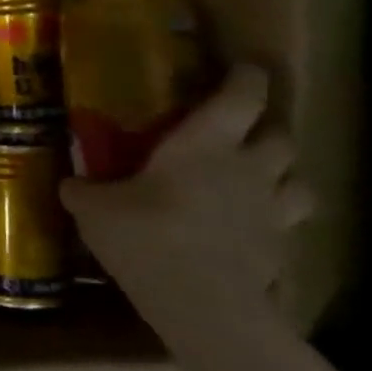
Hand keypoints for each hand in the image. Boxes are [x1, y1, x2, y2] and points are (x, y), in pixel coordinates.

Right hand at [60, 64, 315, 328]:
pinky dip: (275, 219)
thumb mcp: (93, 209)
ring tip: (260, 177)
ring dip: (284, 172)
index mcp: (204, 145)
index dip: (245, 77)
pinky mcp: (283, 249)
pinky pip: (288, 224)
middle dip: (265, 126)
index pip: (241, 96)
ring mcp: (273, 210)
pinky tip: (252, 229)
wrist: (203, 304)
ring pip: (300, 179)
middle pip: (280, 134)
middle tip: (241, 128)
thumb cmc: (145, 236)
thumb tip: (72, 183)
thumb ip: (84, 189)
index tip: (242, 67)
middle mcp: (249, 168)